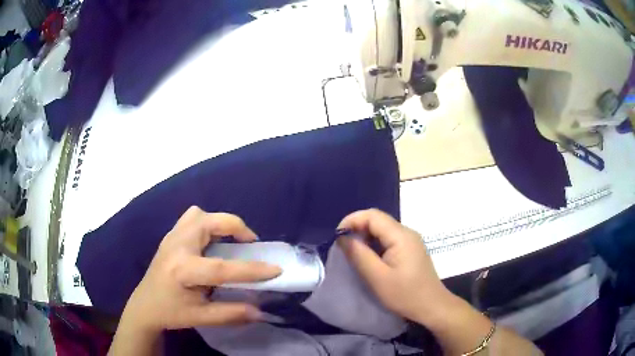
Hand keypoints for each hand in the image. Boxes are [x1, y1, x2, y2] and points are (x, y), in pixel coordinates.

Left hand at [122, 207, 281, 331]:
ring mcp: (171, 237)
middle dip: (235, 228)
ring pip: (198, 214)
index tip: (276, 269)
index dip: (252, 269)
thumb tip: (261, 312)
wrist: (144, 305)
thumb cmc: (171, 312)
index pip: (222, 267)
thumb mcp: (201, 317)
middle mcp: (176, 246)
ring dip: (219, 223)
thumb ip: (231, 314)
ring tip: (229, 242)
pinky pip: (192, 218)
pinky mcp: (170, 236)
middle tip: (248, 245)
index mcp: (183, 270)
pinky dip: (207, 224)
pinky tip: (210, 243)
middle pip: (208, 221)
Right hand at [336, 209, 450, 325]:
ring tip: (353, 253)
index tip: (337, 236)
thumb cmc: (405, 294)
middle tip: (342, 246)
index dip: (352, 221)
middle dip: (357, 229)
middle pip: (378, 221)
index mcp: (401, 235)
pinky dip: (375, 245)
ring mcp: (410, 241)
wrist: (431, 306)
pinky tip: (369, 259)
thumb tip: (342, 237)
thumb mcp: (377, 277)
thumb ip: (359, 255)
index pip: (373, 215)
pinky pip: (389, 240)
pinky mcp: (410, 250)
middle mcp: (407, 233)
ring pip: (383, 230)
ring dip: (365, 238)